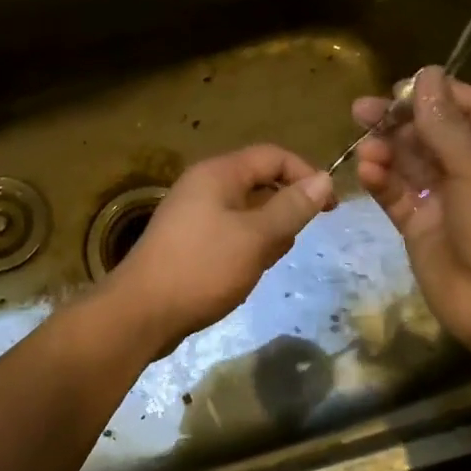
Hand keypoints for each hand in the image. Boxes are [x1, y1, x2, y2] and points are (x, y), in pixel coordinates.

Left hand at [106, 144, 336, 354]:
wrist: (141, 313)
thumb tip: (324, 180)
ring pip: (246, 213)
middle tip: (288, 244)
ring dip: (265, 235)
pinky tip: (244, 274)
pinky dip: (245, 249)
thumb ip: (291, 207)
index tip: (329, 208)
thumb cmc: (202, 268)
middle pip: (259, 183)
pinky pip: (229, 234)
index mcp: (217, 174)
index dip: (306, 175)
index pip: (273, 156)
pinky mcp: (188, 242)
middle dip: (283, 211)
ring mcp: (192, 215)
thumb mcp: (256, 237)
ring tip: (261, 264)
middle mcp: (203, 186)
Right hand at [355, 65, 470, 348]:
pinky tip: (366, 171)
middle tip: (360, 110)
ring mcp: (447, 201)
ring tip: (364, 145)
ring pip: (410, 165)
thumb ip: (445, 124)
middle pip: (433, 135)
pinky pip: (398, 196)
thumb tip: (426, 73)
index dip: (436, 95)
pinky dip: (382, 182)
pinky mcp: (421, 227)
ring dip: (387, 152)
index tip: (399, 87)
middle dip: (399, 122)